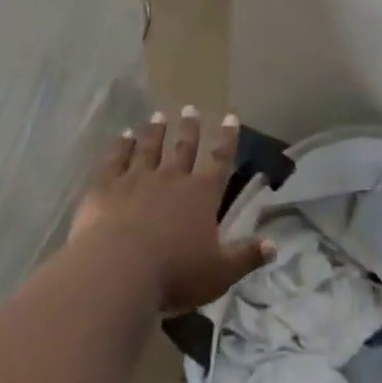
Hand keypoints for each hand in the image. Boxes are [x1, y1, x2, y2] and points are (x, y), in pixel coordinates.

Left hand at [71, 108, 272, 312]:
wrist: (117, 270)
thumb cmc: (174, 274)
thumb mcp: (219, 273)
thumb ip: (246, 256)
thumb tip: (274, 245)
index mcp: (201, 195)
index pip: (219, 160)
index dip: (227, 139)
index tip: (230, 117)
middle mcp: (172, 178)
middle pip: (183, 148)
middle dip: (189, 129)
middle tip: (190, 108)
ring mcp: (137, 178)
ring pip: (149, 147)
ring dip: (155, 131)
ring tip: (159, 115)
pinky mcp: (107, 186)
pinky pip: (116, 159)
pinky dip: (121, 145)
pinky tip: (124, 135)